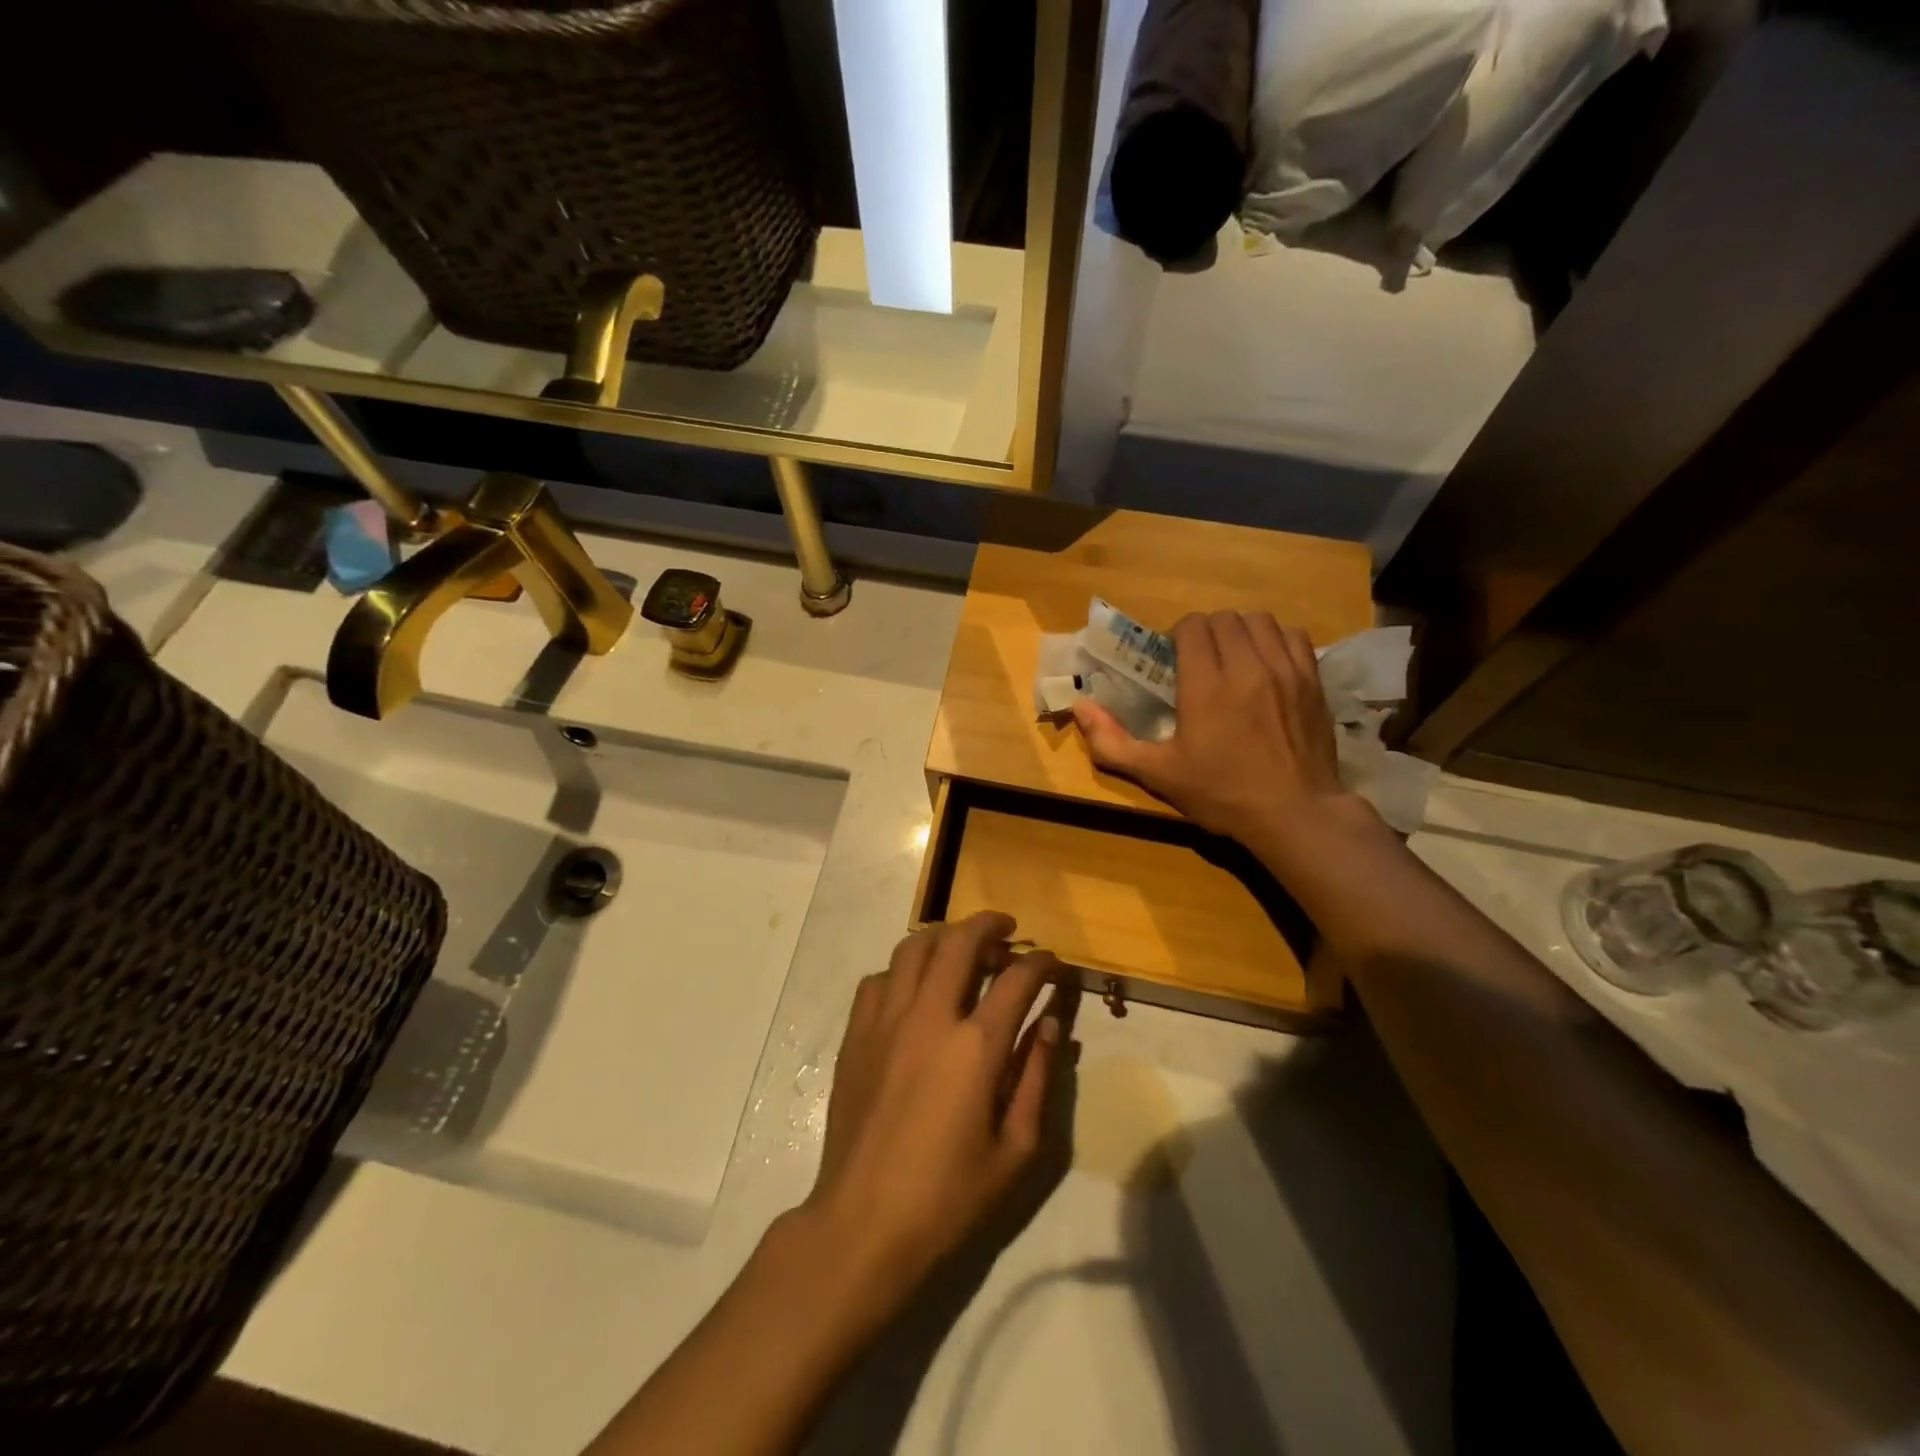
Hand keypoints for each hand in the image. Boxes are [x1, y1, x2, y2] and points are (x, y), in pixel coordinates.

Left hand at [804, 913, 1060, 1316]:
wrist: (863, 1224)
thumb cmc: (948, 1197)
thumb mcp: (1015, 1150)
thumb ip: (1037, 1079)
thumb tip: (1051, 1026)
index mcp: (976, 1046)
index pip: (1017, 979)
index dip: (1041, 963)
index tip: (1052, 962)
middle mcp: (929, 1016)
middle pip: (960, 941)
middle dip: (989, 924)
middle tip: (1007, 928)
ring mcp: (886, 1020)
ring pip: (913, 948)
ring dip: (944, 936)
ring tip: (961, 946)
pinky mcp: (856, 1034)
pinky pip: (879, 979)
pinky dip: (902, 971)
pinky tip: (914, 989)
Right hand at [1072, 611, 1361, 854]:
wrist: (1295, 814)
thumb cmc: (1221, 794)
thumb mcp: (1158, 774)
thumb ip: (1112, 741)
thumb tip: (1079, 707)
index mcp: (1206, 685)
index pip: (1192, 626)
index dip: (1177, 637)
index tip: (1173, 662)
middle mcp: (1246, 666)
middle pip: (1224, 619)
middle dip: (1206, 633)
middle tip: (1200, 662)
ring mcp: (1285, 670)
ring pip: (1259, 621)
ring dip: (1240, 632)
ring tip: (1234, 659)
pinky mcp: (1313, 680)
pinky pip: (1293, 636)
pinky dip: (1275, 641)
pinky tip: (1267, 666)